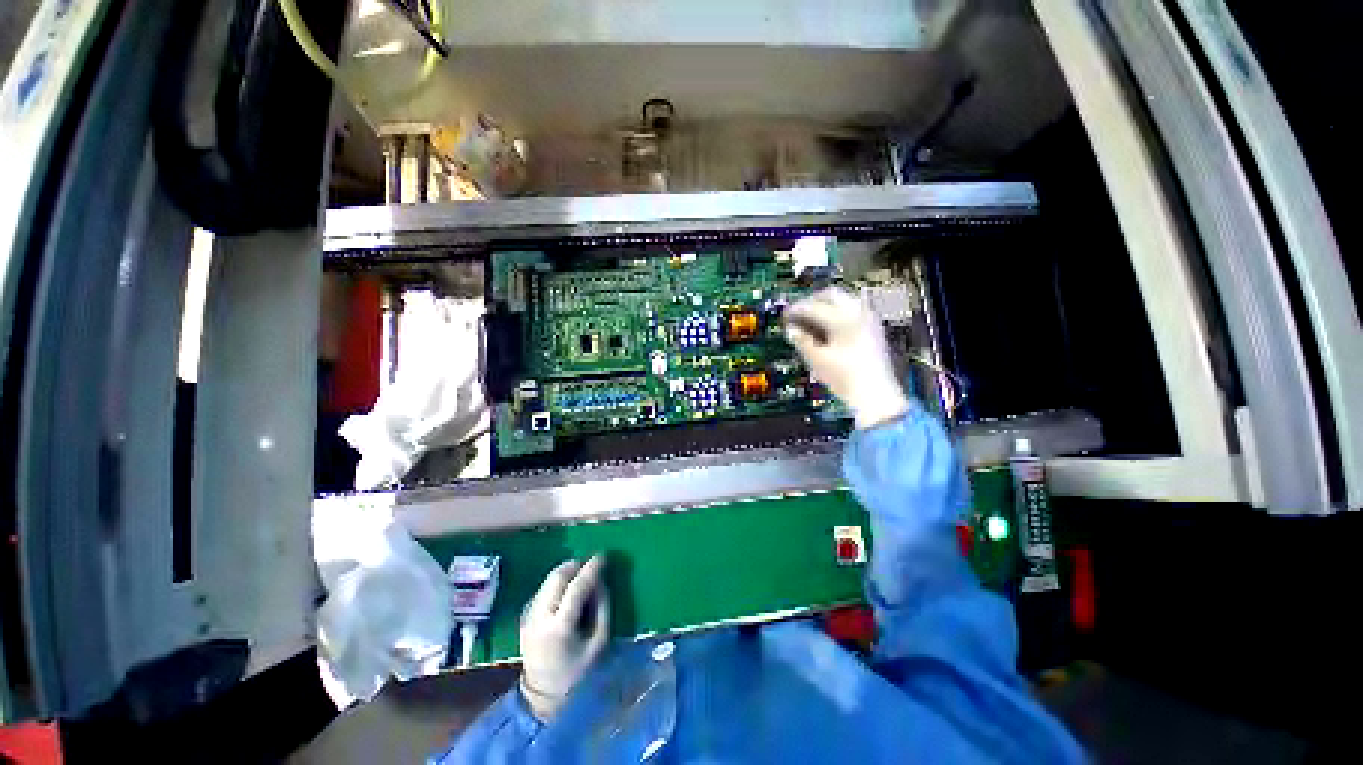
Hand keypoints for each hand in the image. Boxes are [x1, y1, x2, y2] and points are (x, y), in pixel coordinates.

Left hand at [518, 555, 609, 721]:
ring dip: (566, 571)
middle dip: (575, 564)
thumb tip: (600, 580)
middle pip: (557, 576)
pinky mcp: (525, 615)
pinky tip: (568, 591)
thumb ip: (602, 608)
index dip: (590, 568)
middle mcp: (539, 617)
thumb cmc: (577, 671)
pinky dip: (558, 582)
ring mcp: (529, 615)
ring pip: (548, 579)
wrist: (542, 696)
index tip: (602, 556)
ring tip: (581, 576)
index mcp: (559, 627)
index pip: (575, 587)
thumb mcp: (598, 642)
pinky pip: (544, 588)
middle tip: (591, 564)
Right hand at [785, 286, 908, 429]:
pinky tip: (828, 328)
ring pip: (844, 300)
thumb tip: (791, 330)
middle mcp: (858, 313)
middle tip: (797, 313)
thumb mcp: (817, 359)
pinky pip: (853, 310)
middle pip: (831, 295)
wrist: (874, 395)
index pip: (813, 306)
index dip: (795, 310)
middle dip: (812, 301)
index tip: (785, 316)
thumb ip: (802, 340)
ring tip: (811, 320)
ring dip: (826, 306)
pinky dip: (837, 313)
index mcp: (843, 318)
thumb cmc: (845, 378)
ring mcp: (869, 320)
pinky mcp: (873, 329)